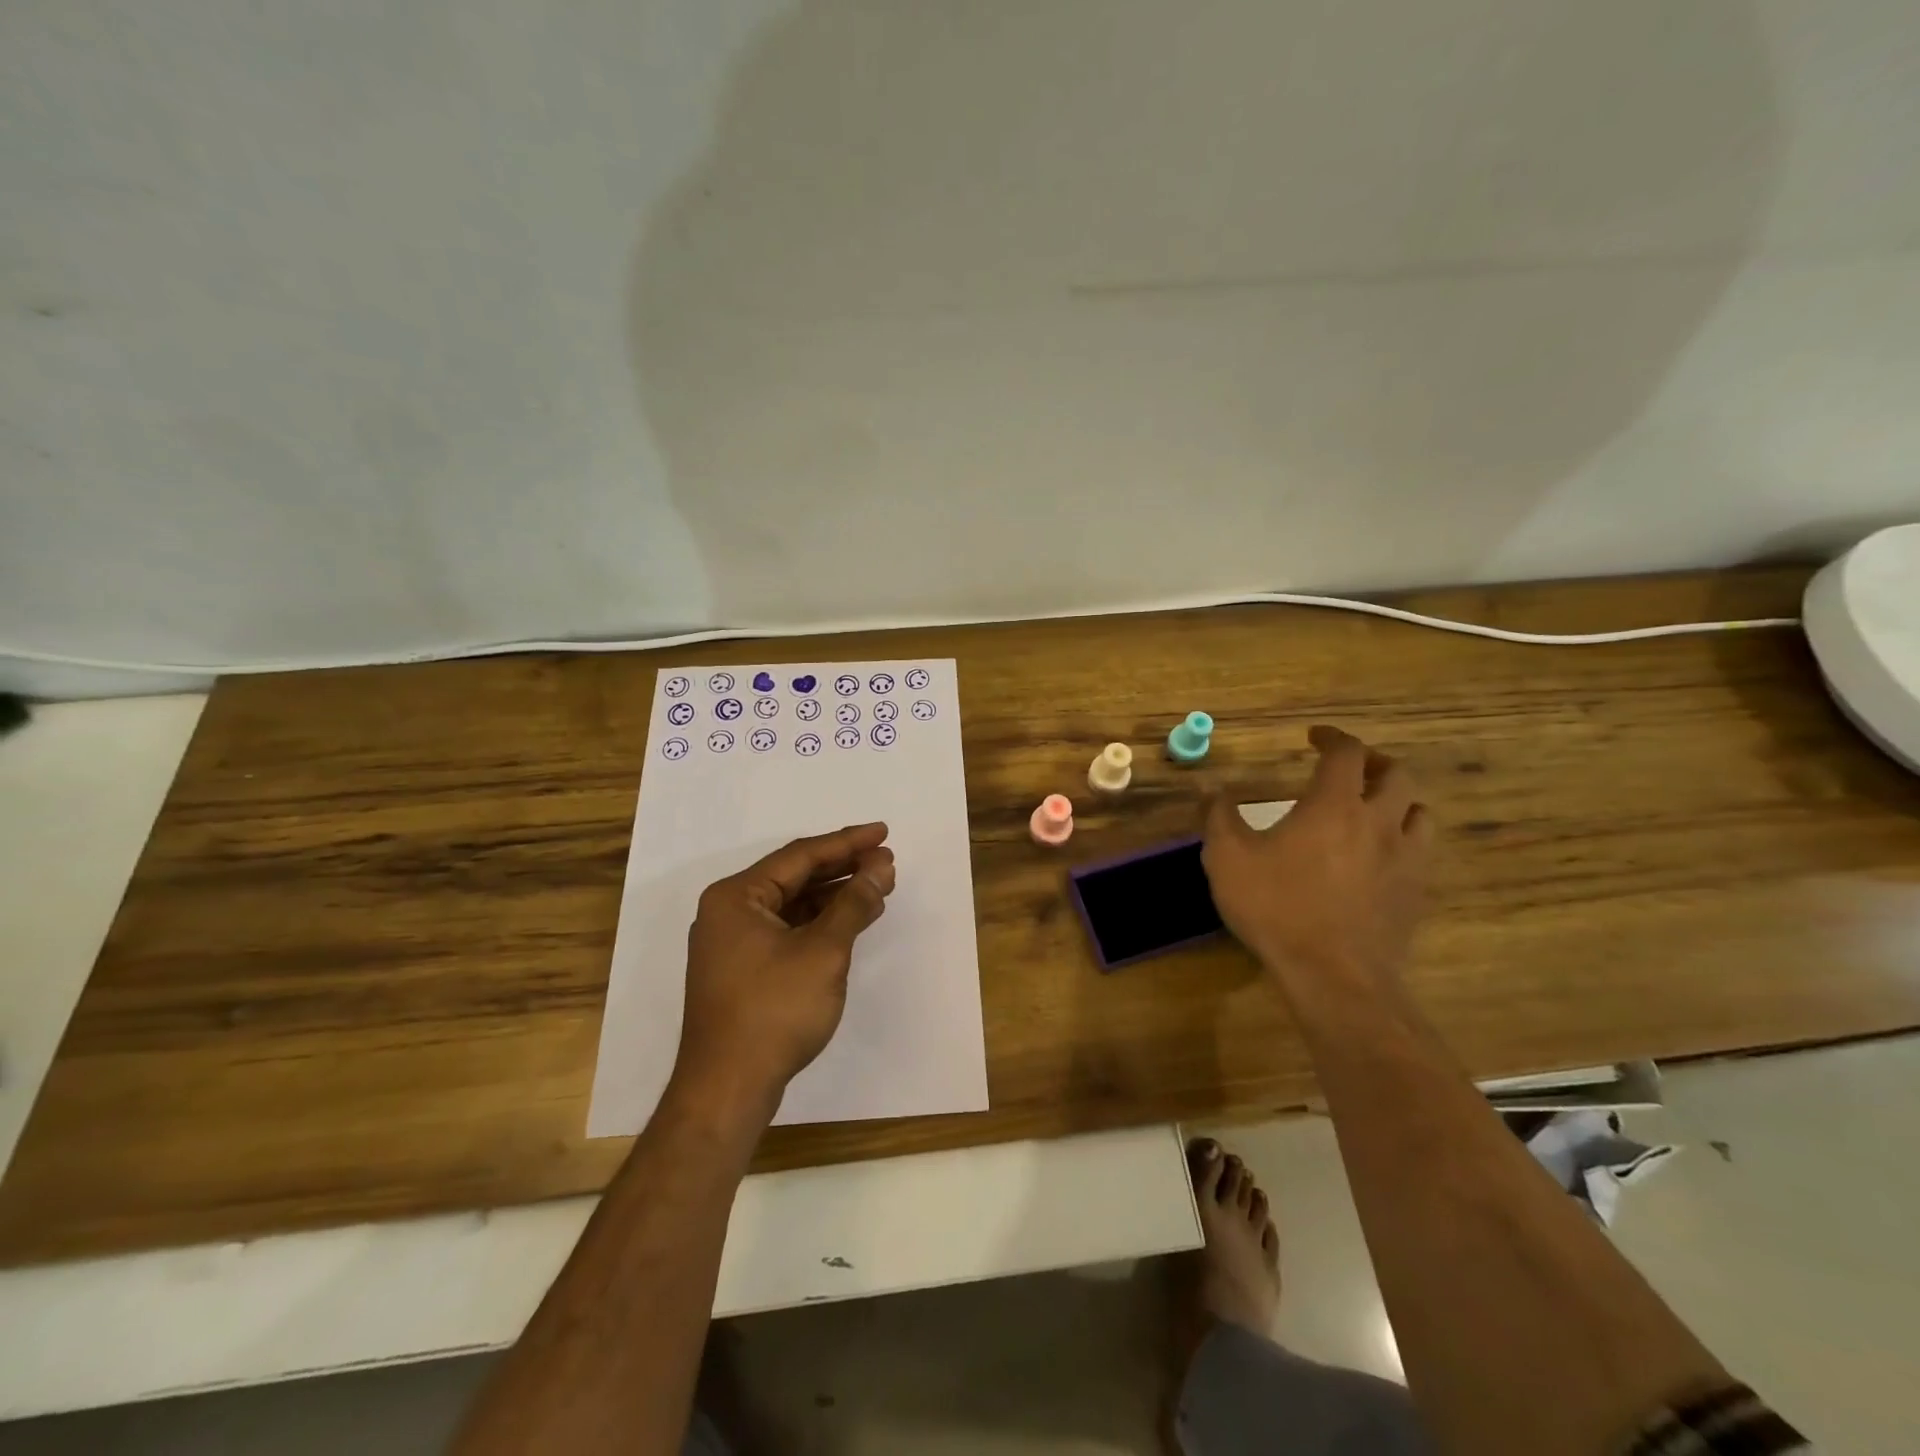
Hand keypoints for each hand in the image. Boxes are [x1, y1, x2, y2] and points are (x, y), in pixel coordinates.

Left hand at [676, 823, 896, 1113]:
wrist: (727, 1089)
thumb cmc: (774, 1011)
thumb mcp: (823, 951)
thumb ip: (854, 904)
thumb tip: (881, 867)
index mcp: (736, 896)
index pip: (800, 856)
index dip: (846, 843)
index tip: (883, 833)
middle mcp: (728, 911)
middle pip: (794, 877)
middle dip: (843, 869)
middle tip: (886, 860)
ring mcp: (732, 943)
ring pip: (792, 905)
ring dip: (834, 896)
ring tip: (877, 887)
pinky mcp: (742, 970)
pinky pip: (786, 930)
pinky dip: (819, 923)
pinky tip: (850, 922)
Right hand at [1202, 726, 1431, 994]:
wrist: (1334, 975)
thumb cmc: (1276, 908)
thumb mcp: (1227, 859)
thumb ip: (1218, 817)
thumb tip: (1210, 788)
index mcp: (1334, 805)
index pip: (1346, 753)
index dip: (1332, 737)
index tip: (1314, 737)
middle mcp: (1378, 822)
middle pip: (1396, 774)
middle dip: (1372, 762)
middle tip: (1349, 769)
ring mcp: (1404, 858)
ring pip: (1419, 811)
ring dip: (1398, 799)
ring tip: (1374, 807)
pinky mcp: (1415, 892)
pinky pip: (1422, 851)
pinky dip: (1404, 838)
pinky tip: (1382, 855)